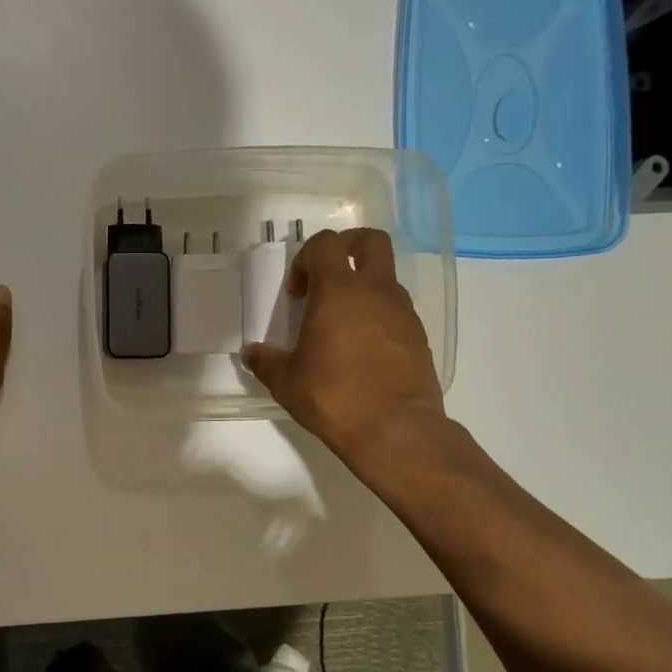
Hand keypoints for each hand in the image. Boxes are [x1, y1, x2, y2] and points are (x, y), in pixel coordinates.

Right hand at [241, 228, 450, 468]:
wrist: (396, 430)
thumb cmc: (334, 396)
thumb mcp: (285, 381)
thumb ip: (265, 361)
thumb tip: (252, 353)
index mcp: (339, 291)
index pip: (325, 244)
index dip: (306, 258)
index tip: (297, 292)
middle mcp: (376, 291)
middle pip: (371, 241)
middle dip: (348, 247)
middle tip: (328, 278)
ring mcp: (403, 313)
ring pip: (385, 279)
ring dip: (362, 289)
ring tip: (340, 326)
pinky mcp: (419, 337)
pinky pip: (396, 311)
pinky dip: (378, 318)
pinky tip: (361, 352)